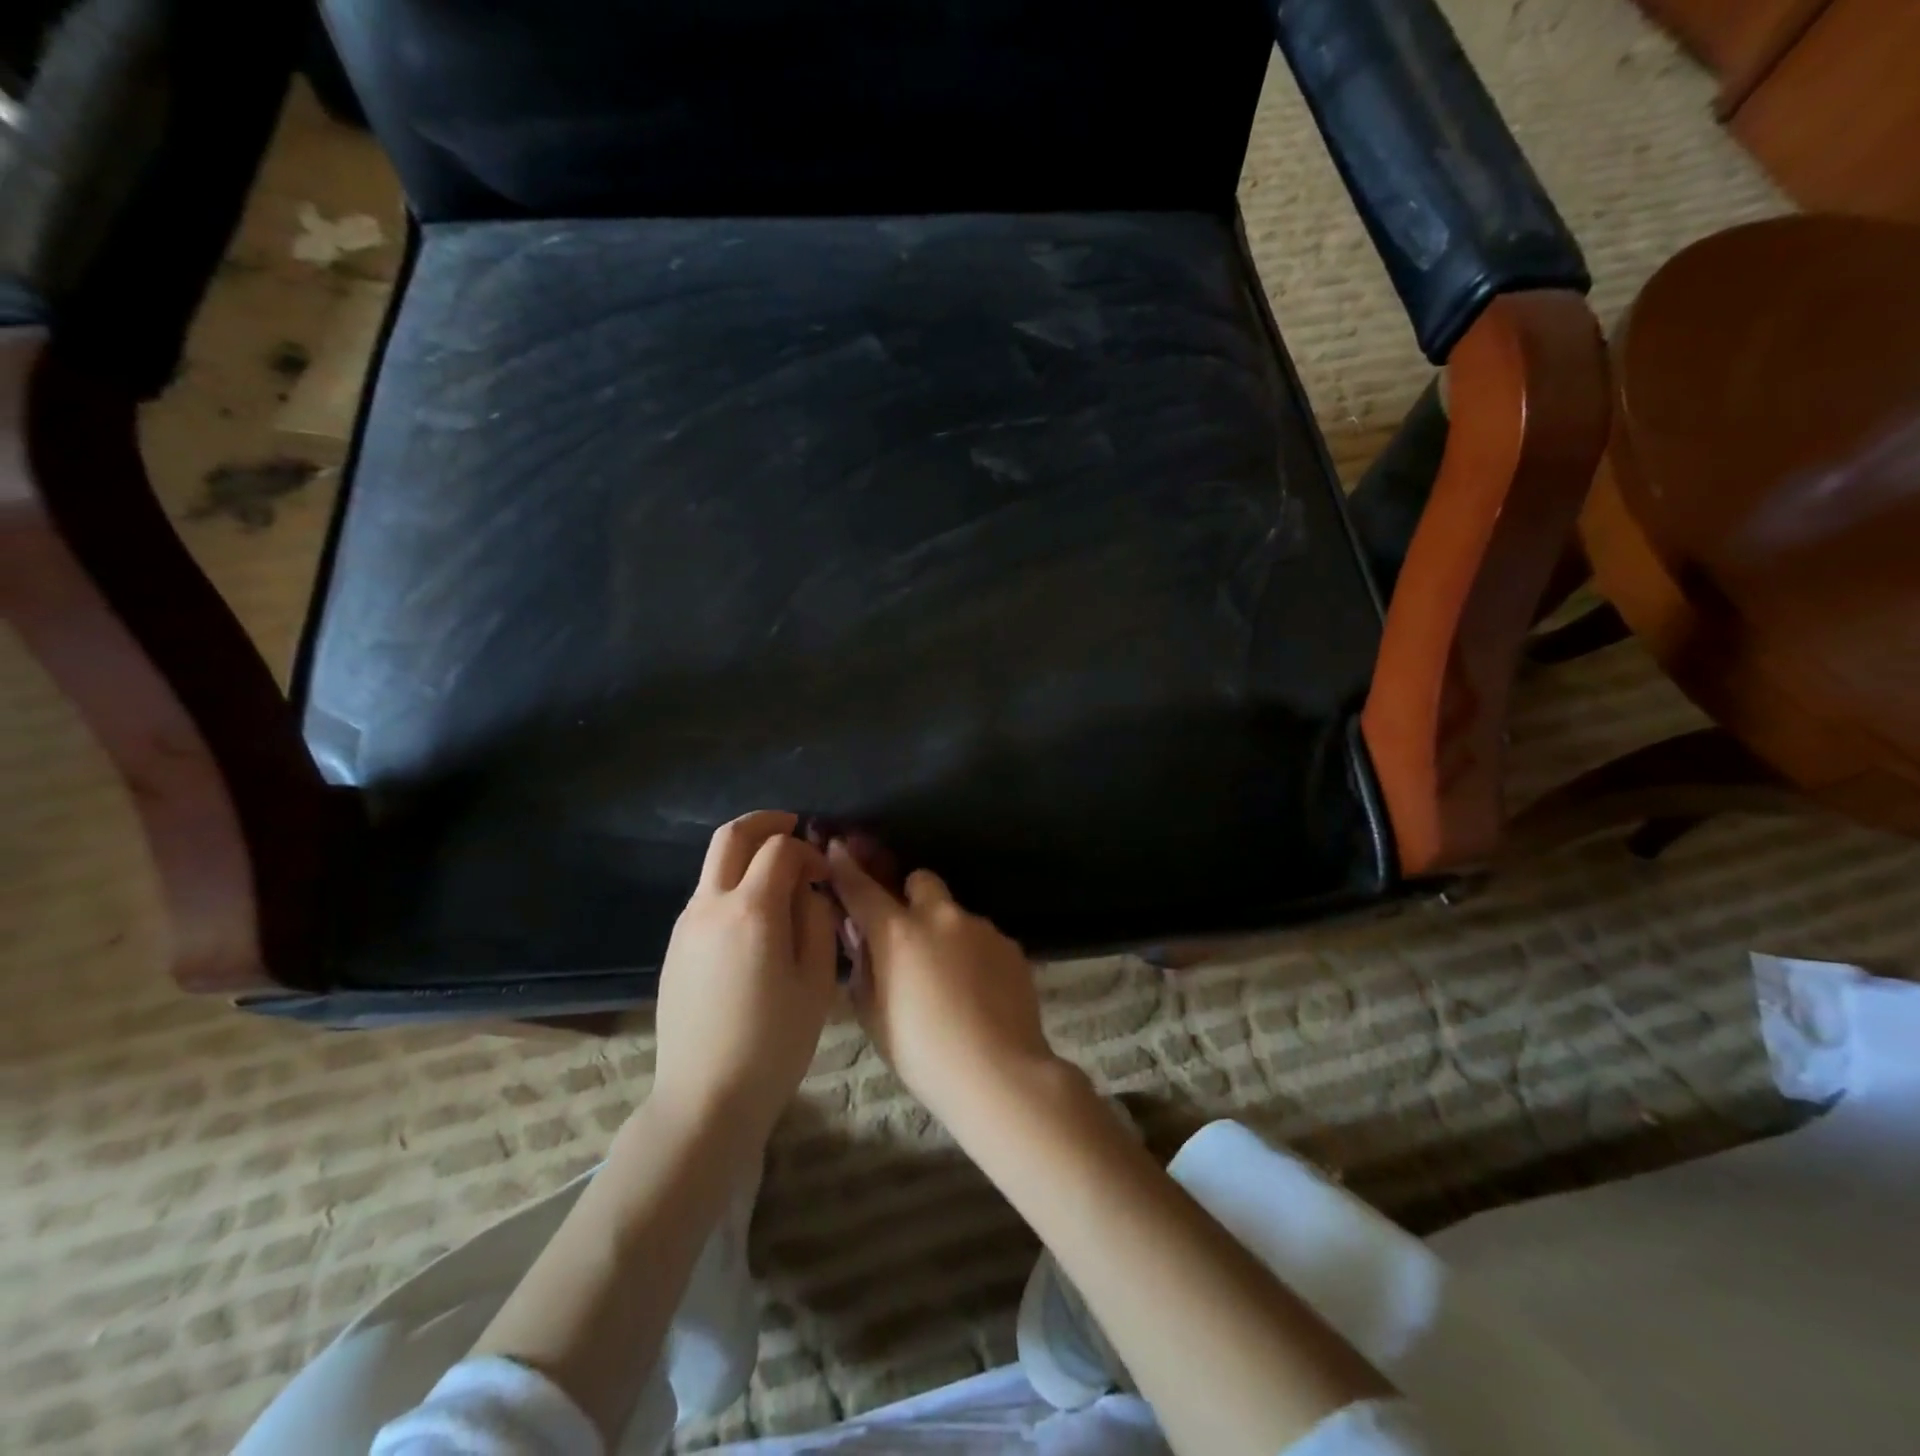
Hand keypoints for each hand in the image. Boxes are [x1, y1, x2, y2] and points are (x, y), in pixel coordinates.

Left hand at [652, 812, 838, 1156]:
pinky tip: (754, 916)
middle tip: (794, 827)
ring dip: (746, 854)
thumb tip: (809, 889)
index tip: (825, 875)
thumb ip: (817, 920)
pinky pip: (705, 895)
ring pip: (713, 864)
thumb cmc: (773, 1043)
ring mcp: (686, 925)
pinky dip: (731, 883)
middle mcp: (710, 905)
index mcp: (751, 910)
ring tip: (779, 876)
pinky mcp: (675, 946)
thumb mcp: (816, 981)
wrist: (706, 1098)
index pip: (779, 849)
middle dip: (765, 822)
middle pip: (731, 836)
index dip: (808, 850)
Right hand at [826, 841, 1056, 1123]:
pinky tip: (978, 993)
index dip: (846, 866)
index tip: (837, 847)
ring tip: (950, 980)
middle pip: (920, 881)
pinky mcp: (1011, 946)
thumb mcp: (873, 1015)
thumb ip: (864, 966)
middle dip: (910, 896)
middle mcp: (940, 917)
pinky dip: (974, 954)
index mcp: (898, 932)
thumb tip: (861, 935)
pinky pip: (983, 938)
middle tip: (907, 933)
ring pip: (955, 913)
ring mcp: (981, 928)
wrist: (998, 1073)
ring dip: (945, 932)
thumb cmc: (922, 1052)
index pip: (862, 888)